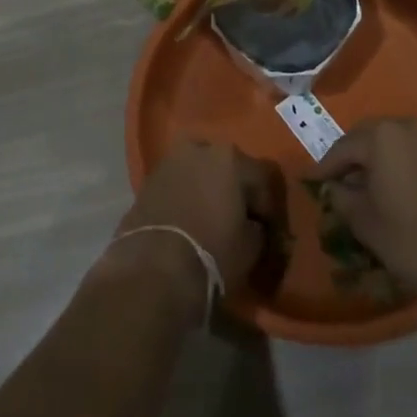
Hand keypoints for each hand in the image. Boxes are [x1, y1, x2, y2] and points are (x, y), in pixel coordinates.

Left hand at [100, 140, 285, 318]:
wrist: (155, 268)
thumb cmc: (212, 253)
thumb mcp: (251, 247)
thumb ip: (257, 228)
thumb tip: (254, 225)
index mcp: (230, 157)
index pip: (261, 179)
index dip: (268, 208)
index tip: (268, 232)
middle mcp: (199, 148)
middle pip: (227, 167)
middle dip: (235, 190)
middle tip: (239, 220)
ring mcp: (170, 160)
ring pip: (199, 171)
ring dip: (207, 189)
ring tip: (211, 219)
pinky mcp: (148, 178)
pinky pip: (177, 183)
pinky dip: (186, 196)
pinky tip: (188, 220)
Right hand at [308, 118, 416, 305]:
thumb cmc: (415, 240)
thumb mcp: (366, 223)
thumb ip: (342, 198)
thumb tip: (335, 187)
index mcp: (380, 137)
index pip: (342, 148)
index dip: (324, 167)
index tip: (311, 180)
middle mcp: (406, 126)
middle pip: (367, 137)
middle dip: (351, 158)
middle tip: (338, 181)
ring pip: (393, 143)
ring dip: (377, 159)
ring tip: (367, 186)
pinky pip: (415, 151)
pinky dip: (400, 164)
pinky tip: (397, 188)